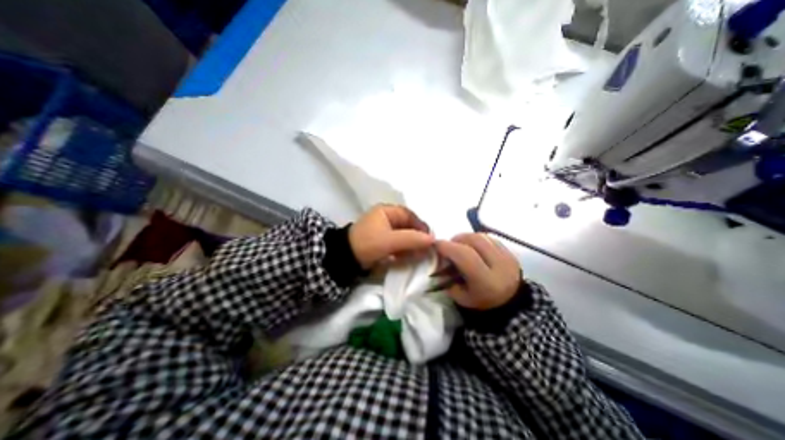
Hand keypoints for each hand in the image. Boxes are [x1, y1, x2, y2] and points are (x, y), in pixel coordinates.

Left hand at [351, 205, 435, 269]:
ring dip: (411, 245)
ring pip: (403, 236)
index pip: (409, 215)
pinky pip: (397, 243)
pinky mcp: (381, 242)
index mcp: (386, 211)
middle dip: (417, 238)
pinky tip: (409, 258)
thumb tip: (432, 239)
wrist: (345, 258)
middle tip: (426, 249)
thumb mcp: (389, 240)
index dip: (421, 226)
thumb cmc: (367, 243)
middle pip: (407, 226)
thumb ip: (411, 239)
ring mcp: (383, 230)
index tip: (429, 238)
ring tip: (419, 255)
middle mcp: (386, 218)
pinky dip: (404, 250)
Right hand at [436, 235, 518, 309]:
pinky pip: (490, 238)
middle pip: (474, 240)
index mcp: (486, 281)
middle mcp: (500, 266)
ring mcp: (508, 257)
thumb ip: (448, 278)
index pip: (465, 255)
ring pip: (482, 236)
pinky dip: (478, 239)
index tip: (435, 244)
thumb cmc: (482, 304)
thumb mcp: (461, 298)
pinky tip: (473, 247)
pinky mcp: (511, 253)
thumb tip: (440, 260)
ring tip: (461, 245)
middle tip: (449, 246)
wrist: (512, 307)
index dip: (448, 246)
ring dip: (467, 238)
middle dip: (457, 239)